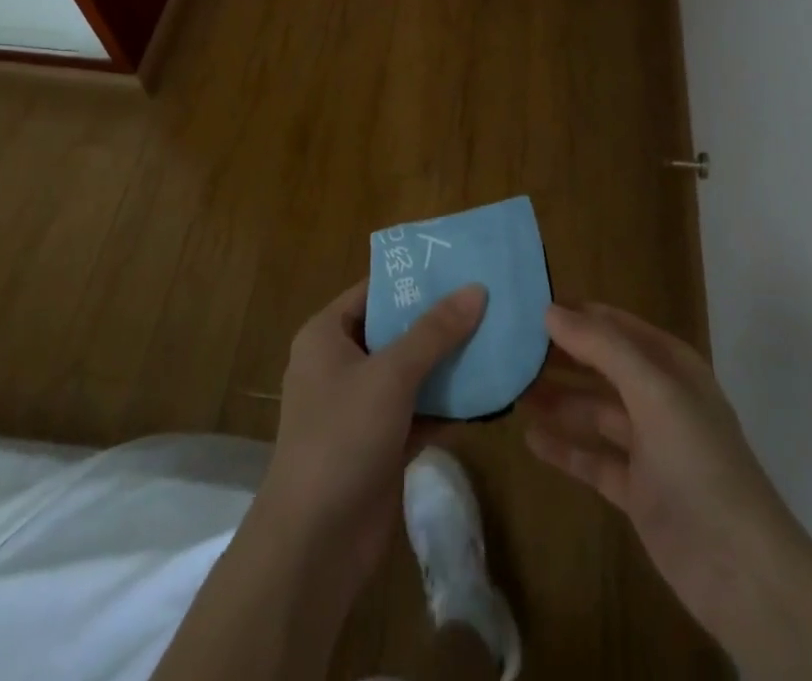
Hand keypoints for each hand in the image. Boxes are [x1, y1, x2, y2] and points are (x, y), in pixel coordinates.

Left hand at [260, 279, 486, 579]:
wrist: (314, 545)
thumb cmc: (342, 437)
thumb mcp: (391, 375)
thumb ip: (435, 332)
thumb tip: (476, 288)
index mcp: (327, 335)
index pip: (374, 291)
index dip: (415, 279)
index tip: (460, 266)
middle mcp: (340, 364)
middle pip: (396, 330)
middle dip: (440, 321)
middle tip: (488, 301)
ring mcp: (359, 407)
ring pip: (410, 373)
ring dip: (448, 364)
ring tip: (497, 340)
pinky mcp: (380, 444)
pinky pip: (418, 411)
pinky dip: (447, 405)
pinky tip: (489, 395)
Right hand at [521, 303, 794, 661]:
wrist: (741, 571)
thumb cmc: (698, 462)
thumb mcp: (653, 391)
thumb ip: (602, 347)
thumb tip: (549, 309)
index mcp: (670, 365)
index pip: (614, 324)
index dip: (574, 314)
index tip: (525, 306)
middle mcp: (658, 397)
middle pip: (600, 366)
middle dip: (559, 356)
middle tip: (508, 349)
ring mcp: (648, 446)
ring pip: (593, 411)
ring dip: (557, 400)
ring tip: (510, 390)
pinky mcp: (636, 490)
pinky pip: (592, 458)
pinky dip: (564, 447)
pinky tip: (530, 438)